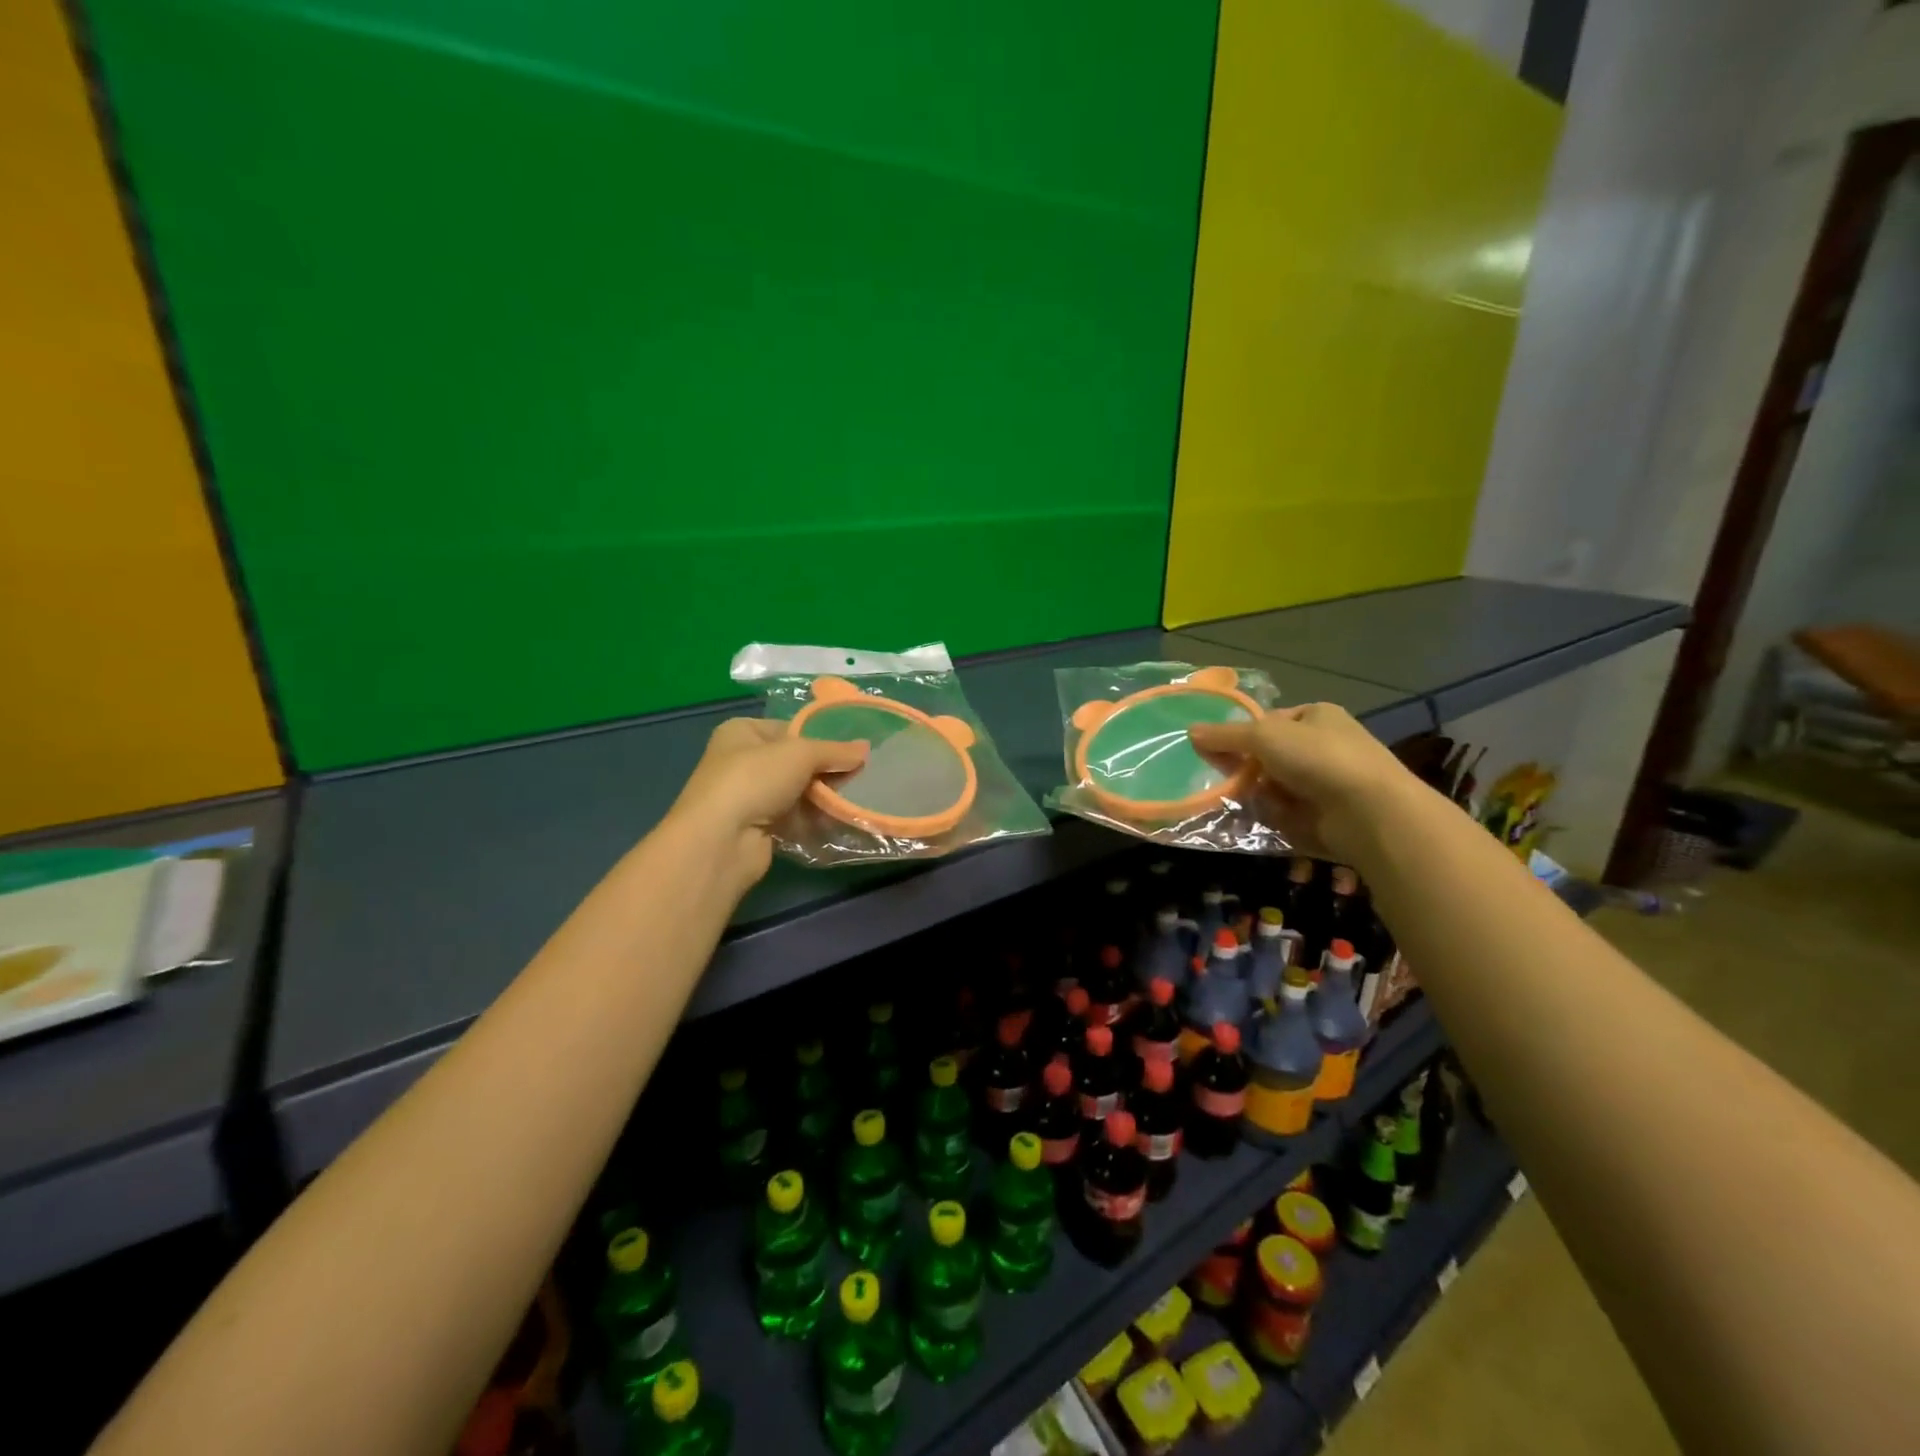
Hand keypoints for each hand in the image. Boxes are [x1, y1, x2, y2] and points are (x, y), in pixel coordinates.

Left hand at [665, 718, 866, 890]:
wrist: (721, 840)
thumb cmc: (754, 779)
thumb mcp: (800, 754)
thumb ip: (834, 751)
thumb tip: (866, 748)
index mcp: (742, 732)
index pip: (790, 729)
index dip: (820, 736)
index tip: (853, 747)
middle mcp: (741, 761)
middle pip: (795, 762)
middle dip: (825, 770)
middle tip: (860, 774)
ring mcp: (748, 797)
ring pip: (796, 792)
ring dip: (822, 797)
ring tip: (856, 797)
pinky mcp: (757, 828)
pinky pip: (794, 819)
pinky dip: (814, 820)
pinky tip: (839, 821)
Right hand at [1189, 702, 1424, 865]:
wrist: (1370, 812)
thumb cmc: (1318, 758)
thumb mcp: (1263, 736)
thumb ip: (1225, 736)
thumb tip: (1190, 732)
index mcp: (1316, 716)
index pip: (1267, 722)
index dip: (1240, 736)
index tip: (1216, 752)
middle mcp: (1324, 745)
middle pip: (1268, 757)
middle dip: (1247, 770)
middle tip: (1227, 781)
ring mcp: (1327, 782)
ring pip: (1275, 787)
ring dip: (1258, 795)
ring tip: (1245, 803)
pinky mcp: (1327, 815)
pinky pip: (1287, 813)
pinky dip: (1274, 816)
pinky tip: (1267, 820)